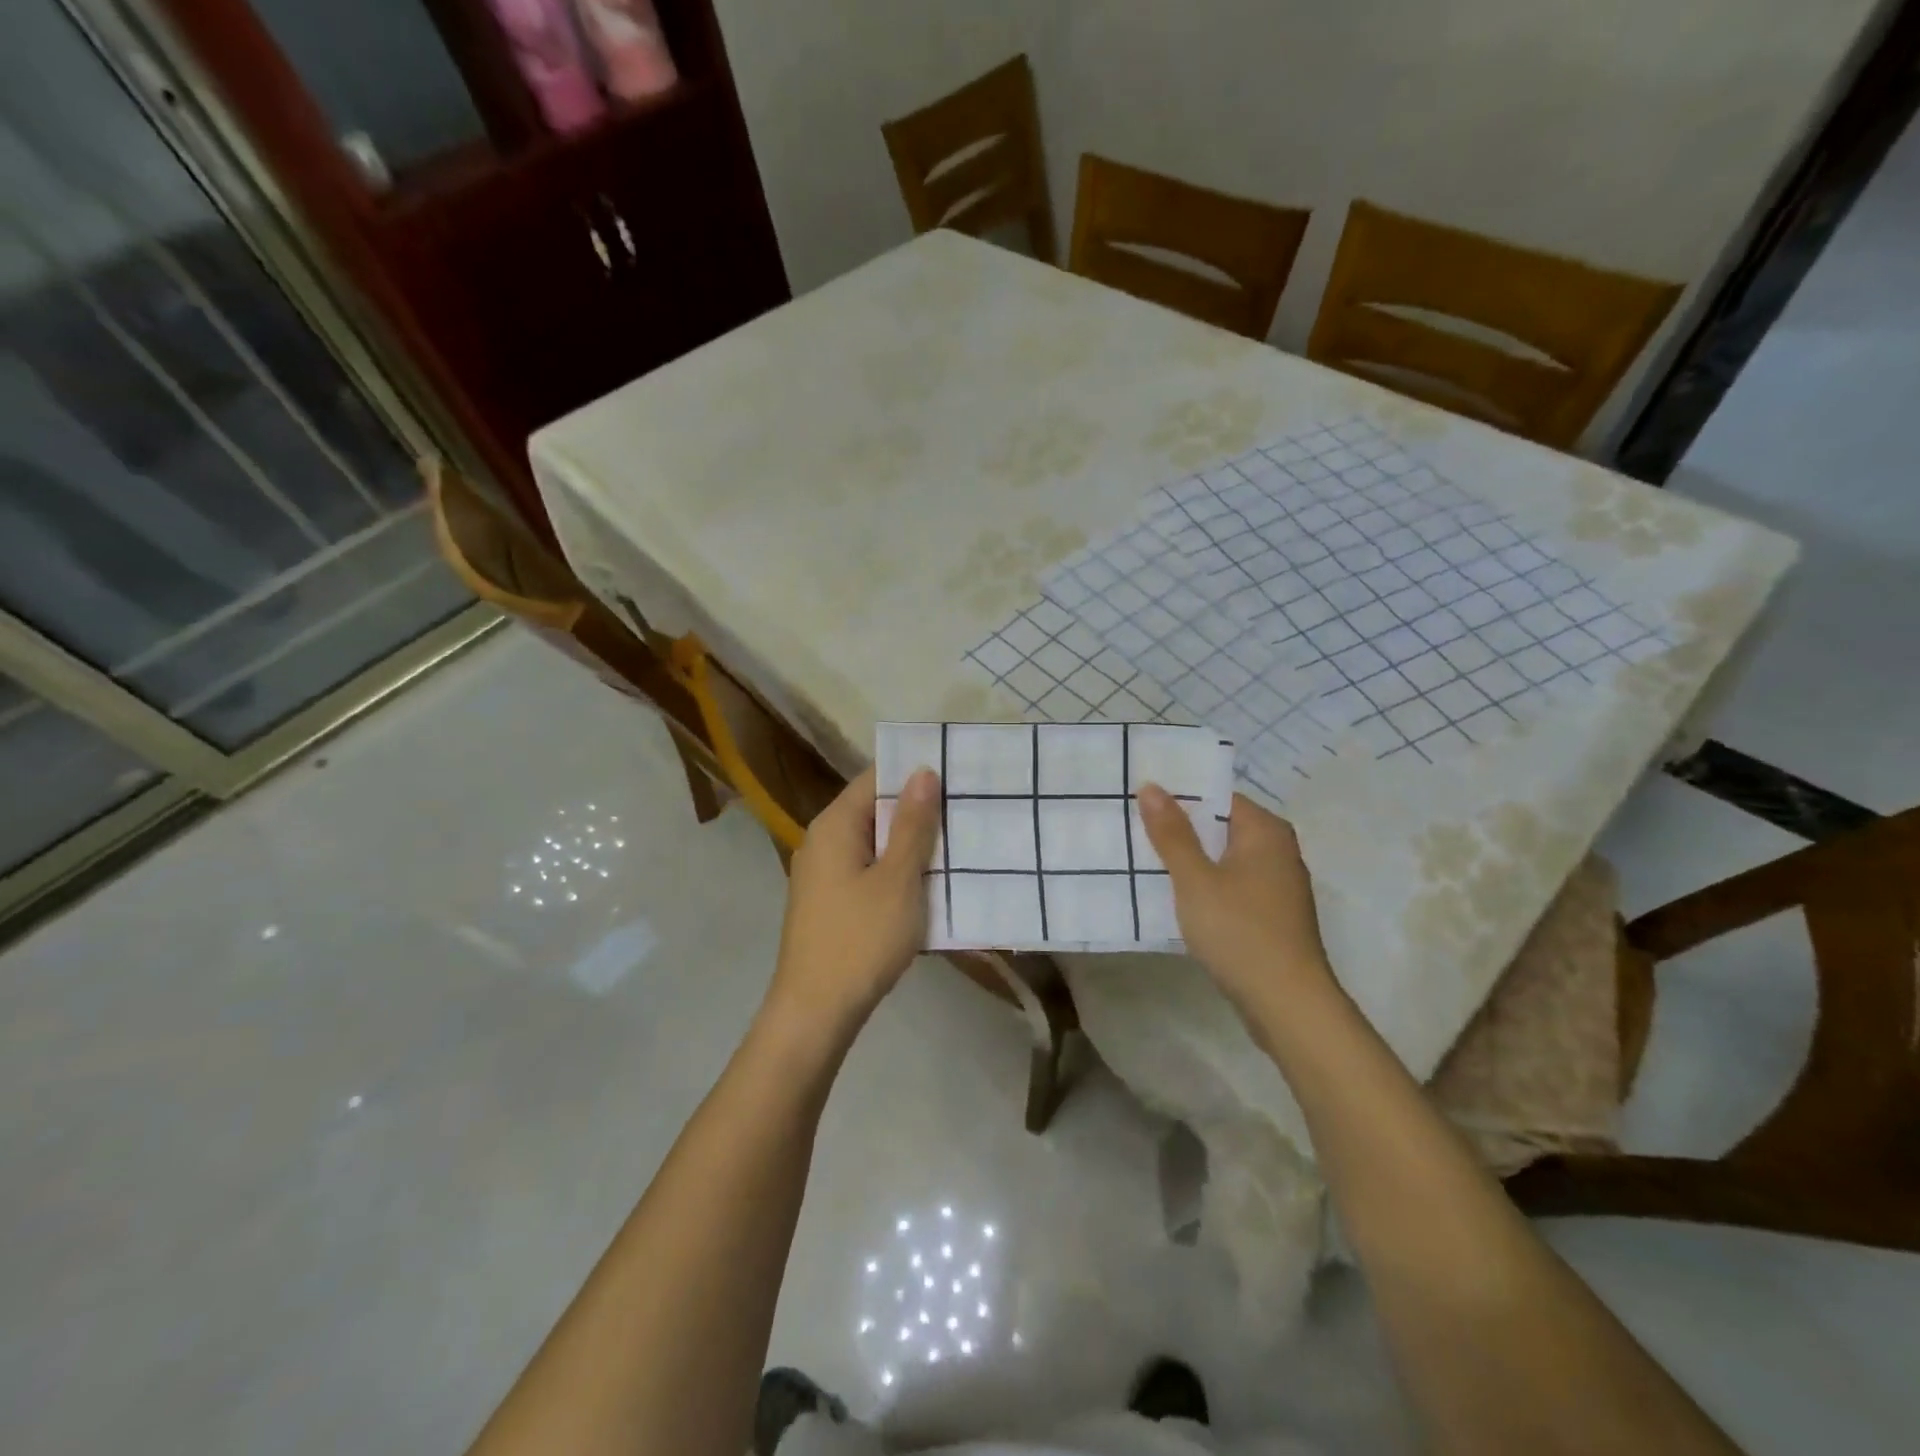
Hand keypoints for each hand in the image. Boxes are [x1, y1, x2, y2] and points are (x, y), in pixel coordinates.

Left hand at [763, 765, 941, 1045]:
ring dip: (909, 844)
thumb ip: (913, 825)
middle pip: (873, 809)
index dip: (913, 772)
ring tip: (956, 843)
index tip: (955, 774)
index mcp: (834, 825)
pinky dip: (895, 870)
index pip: (874, 777)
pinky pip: (867, 870)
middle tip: (965, 809)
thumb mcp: (898, 879)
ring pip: (873, 843)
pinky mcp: (829, 901)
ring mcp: (822, 873)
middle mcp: (822, 840)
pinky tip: (927, 883)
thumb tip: (923, 771)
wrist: (815, 1011)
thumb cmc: (861, 939)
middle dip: (917, 810)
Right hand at [1138, 785, 1335, 1012]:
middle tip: (1131, 825)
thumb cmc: (1240, 932)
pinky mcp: (1270, 915)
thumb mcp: (1195, 880)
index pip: (1217, 796)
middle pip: (1220, 826)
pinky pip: (1230, 885)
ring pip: (1223, 858)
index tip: (1139, 799)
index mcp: (1265, 831)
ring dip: (1189, 859)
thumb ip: (1172, 833)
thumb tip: (1152, 786)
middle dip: (1179, 828)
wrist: (1287, 1005)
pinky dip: (1204, 885)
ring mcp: (1277, 885)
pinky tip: (1174, 896)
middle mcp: (1278, 850)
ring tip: (1143, 857)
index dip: (1178, 796)